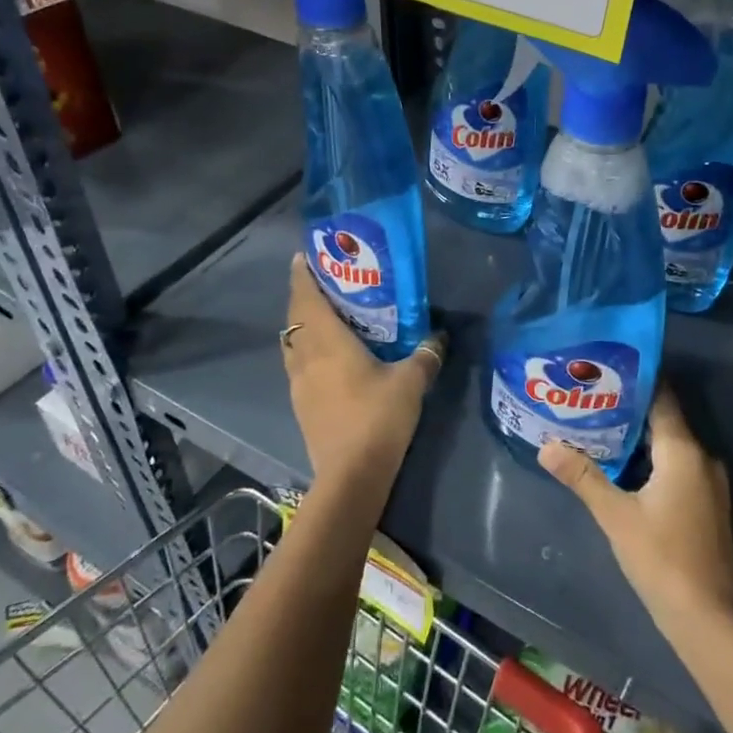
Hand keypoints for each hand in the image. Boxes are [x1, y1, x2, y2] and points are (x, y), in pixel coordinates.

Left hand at [281, 253, 444, 491]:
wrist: (351, 476)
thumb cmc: (378, 418)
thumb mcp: (411, 382)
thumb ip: (425, 355)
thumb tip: (439, 336)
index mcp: (327, 342)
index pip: (306, 298)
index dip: (302, 275)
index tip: (304, 256)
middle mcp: (306, 357)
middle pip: (295, 318)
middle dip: (304, 296)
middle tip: (323, 282)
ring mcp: (298, 383)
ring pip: (293, 342)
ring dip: (302, 325)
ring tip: (324, 316)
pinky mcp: (301, 405)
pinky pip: (297, 364)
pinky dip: (306, 350)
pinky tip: (327, 357)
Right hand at [539, 385, 732, 634]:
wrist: (709, 619)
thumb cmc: (662, 559)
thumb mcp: (616, 516)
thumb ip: (582, 477)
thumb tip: (546, 446)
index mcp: (684, 451)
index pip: (661, 397)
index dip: (634, 380)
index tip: (603, 368)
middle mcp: (702, 457)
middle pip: (663, 419)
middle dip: (627, 408)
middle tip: (589, 397)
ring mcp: (708, 482)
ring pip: (669, 444)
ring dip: (637, 436)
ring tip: (597, 426)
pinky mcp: (706, 503)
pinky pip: (676, 465)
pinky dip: (650, 459)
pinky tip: (621, 465)